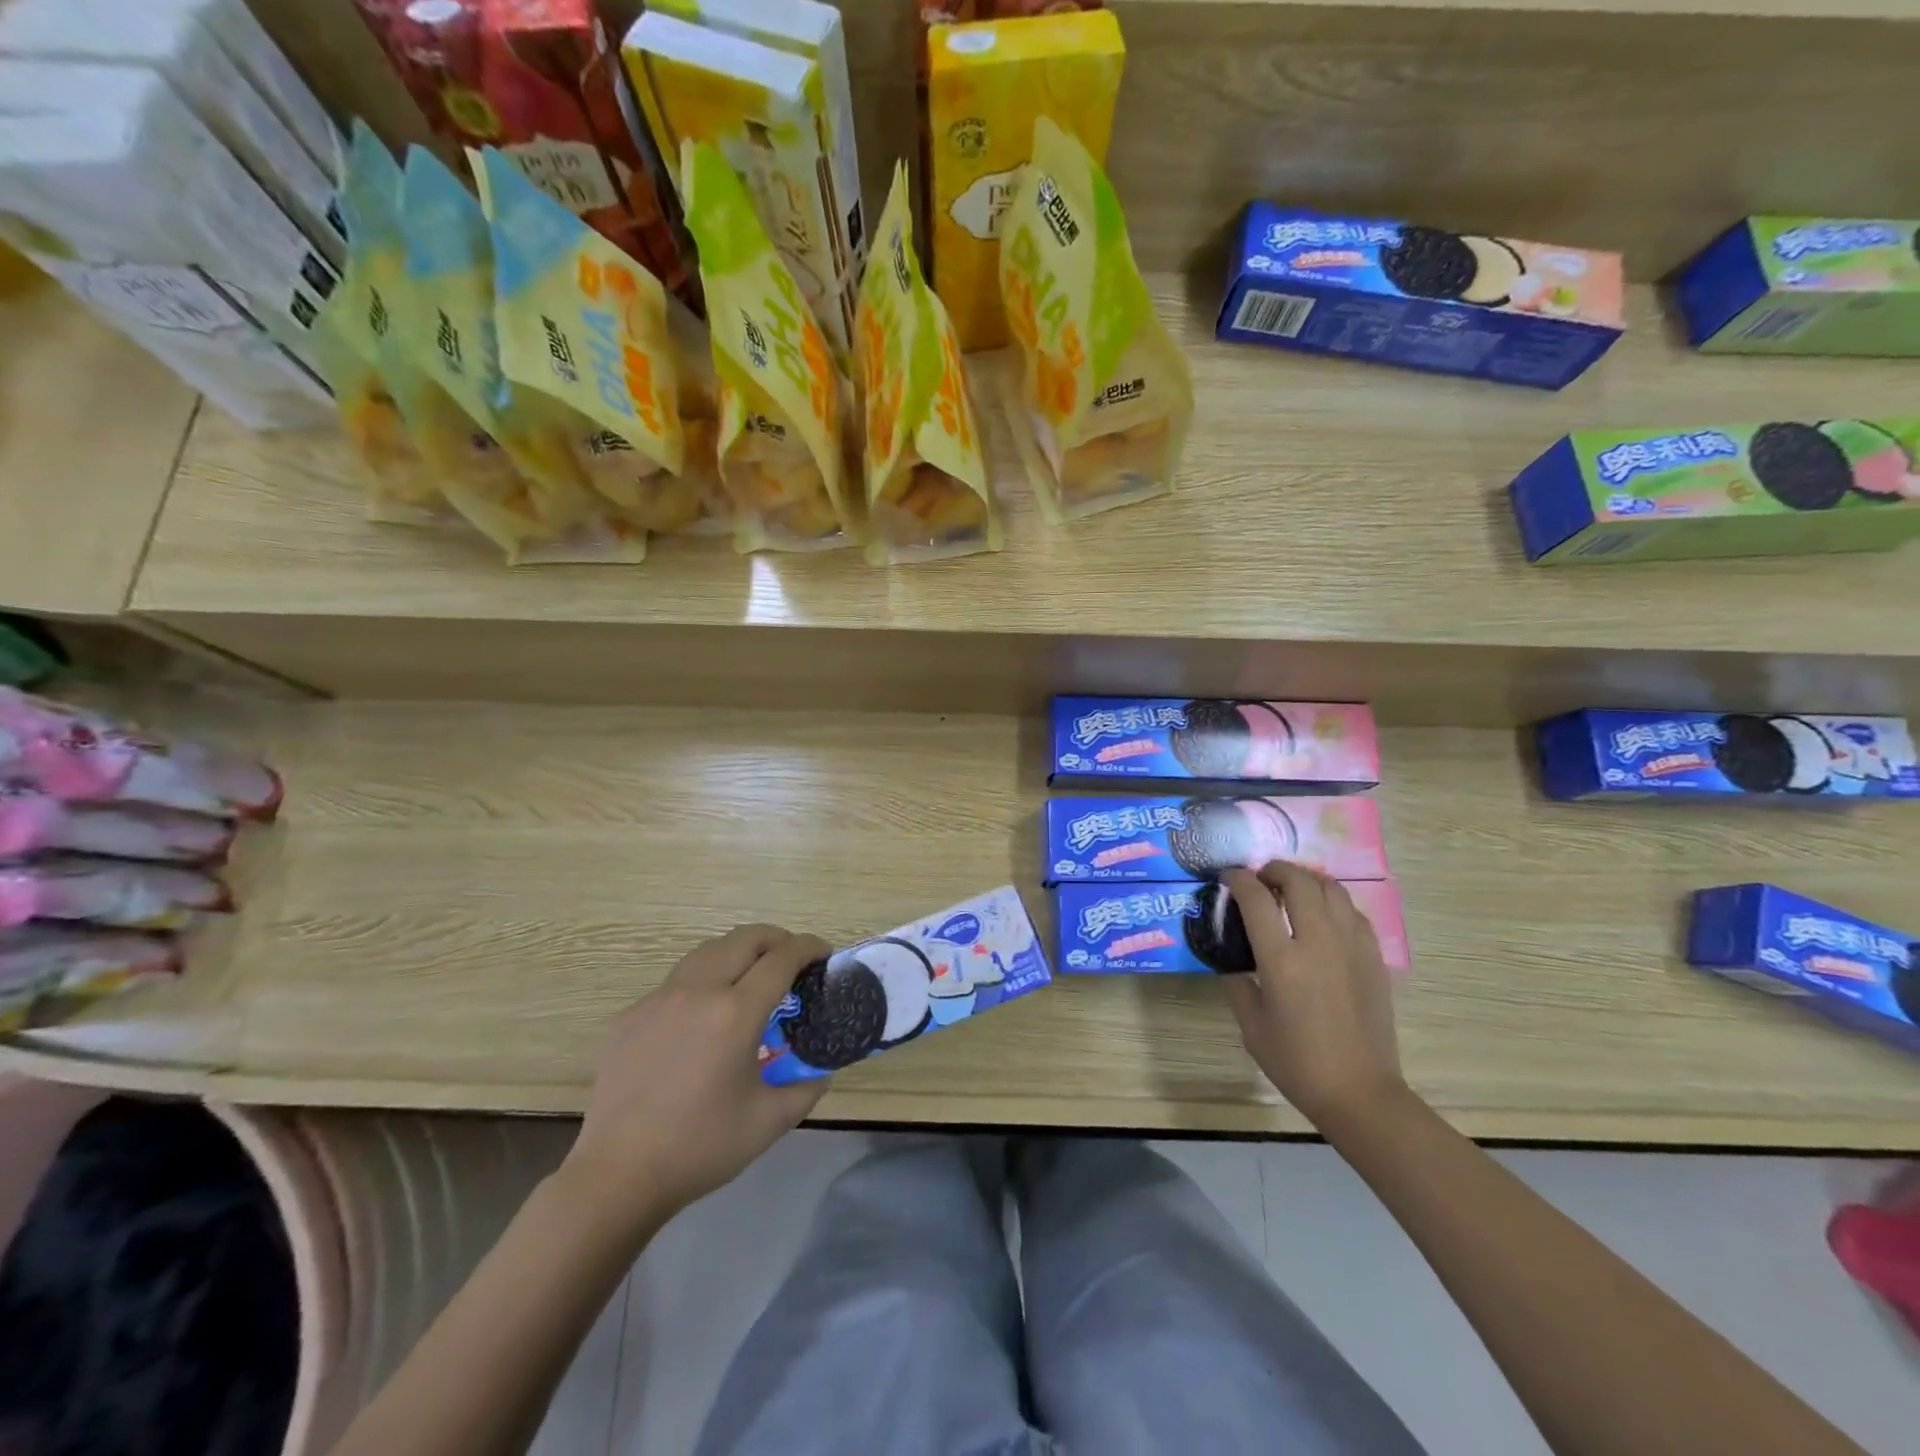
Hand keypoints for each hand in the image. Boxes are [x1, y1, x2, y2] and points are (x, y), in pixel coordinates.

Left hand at [561, 925, 830, 1236]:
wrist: (617, 1175)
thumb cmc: (700, 1147)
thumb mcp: (770, 1121)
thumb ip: (807, 1087)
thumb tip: (822, 1069)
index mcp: (735, 1013)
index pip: (782, 958)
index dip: (809, 948)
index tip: (824, 954)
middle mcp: (698, 991)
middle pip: (745, 938)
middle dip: (777, 939)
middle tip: (792, 960)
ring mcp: (659, 999)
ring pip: (708, 951)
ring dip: (739, 953)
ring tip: (751, 977)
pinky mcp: (632, 1015)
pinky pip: (676, 982)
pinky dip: (703, 983)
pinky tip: (703, 1018)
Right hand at [1219, 864, 1405, 1127]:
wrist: (1360, 1092)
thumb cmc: (1297, 1062)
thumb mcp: (1251, 1025)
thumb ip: (1237, 982)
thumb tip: (1231, 957)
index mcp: (1282, 961)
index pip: (1257, 899)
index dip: (1239, 880)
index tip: (1228, 877)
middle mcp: (1318, 943)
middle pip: (1299, 881)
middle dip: (1275, 869)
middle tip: (1260, 877)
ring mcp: (1351, 947)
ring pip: (1331, 889)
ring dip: (1306, 880)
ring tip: (1290, 888)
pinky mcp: (1373, 957)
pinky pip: (1352, 912)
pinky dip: (1332, 902)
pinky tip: (1322, 916)